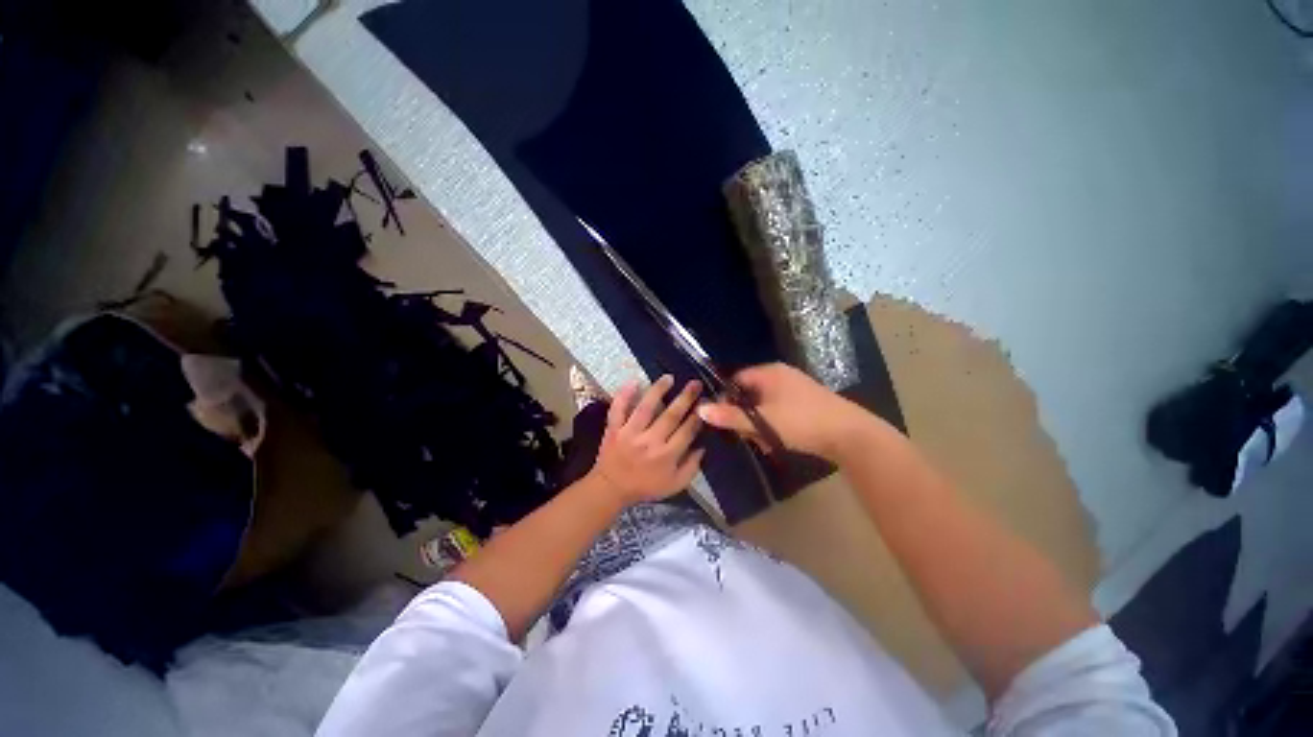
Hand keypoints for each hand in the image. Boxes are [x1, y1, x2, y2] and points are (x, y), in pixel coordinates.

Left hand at [589, 375, 706, 504]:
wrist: (611, 489)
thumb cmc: (645, 487)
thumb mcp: (674, 485)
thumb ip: (691, 467)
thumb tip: (703, 446)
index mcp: (667, 456)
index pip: (687, 431)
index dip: (698, 415)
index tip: (706, 402)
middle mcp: (650, 442)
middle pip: (671, 416)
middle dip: (686, 398)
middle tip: (695, 383)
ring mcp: (630, 434)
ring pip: (646, 407)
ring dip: (658, 390)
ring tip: (669, 378)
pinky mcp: (614, 429)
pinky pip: (618, 409)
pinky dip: (624, 395)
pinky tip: (634, 382)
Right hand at [696, 363, 872, 462]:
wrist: (850, 434)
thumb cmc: (801, 421)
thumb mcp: (762, 421)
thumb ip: (730, 416)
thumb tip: (700, 409)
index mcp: (769, 373)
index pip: (736, 379)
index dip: (726, 398)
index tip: (722, 418)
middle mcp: (781, 376)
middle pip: (749, 395)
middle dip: (745, 417)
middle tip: (747, 436)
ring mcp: (795, 390)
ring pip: (764, 407)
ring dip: (760, 426)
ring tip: (765, 444)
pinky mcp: (806, 404)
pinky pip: (779, 413)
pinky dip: (775, 427)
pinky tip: (779, 444)